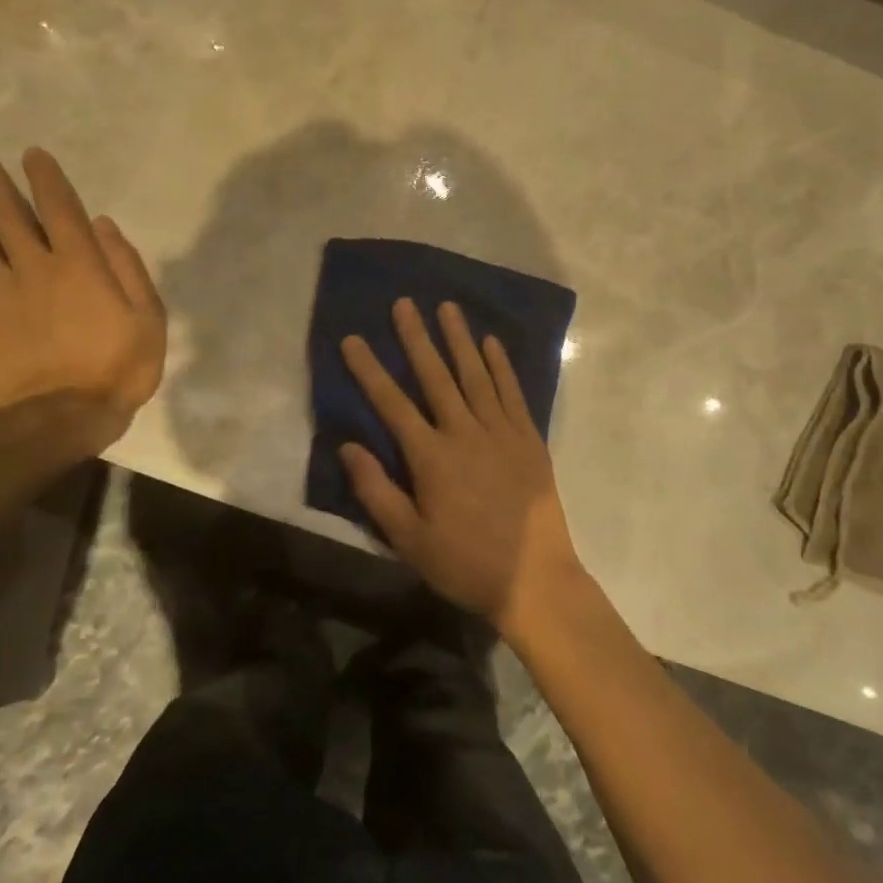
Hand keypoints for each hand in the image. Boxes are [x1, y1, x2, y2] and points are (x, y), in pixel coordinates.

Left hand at [0, 147, 165, 445]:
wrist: (68, 416)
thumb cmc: (120, 366)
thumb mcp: (149, 316)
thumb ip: (128, 267)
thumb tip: (102, 225)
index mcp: (80, 264)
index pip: (60, 209)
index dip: (46, 179)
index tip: (32, 155)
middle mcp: (34, 267)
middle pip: (9, 215)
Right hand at [340, 299, 587, 640]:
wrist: (534, 579)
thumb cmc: (464, 563)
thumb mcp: (409, 539)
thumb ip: (376, 490)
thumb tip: (348, 445)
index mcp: (431, 457)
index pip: (392, 403)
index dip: (369, 370)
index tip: (353, 339)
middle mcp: (465, 432)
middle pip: (436, 376)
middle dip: (416, 338)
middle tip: (404, 303)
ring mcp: (501, 431)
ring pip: (476, 375)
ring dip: (459, 339)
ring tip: (447, 307)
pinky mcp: (529, 438)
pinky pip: (512, 392)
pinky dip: (501, 366)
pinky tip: (491, 343)